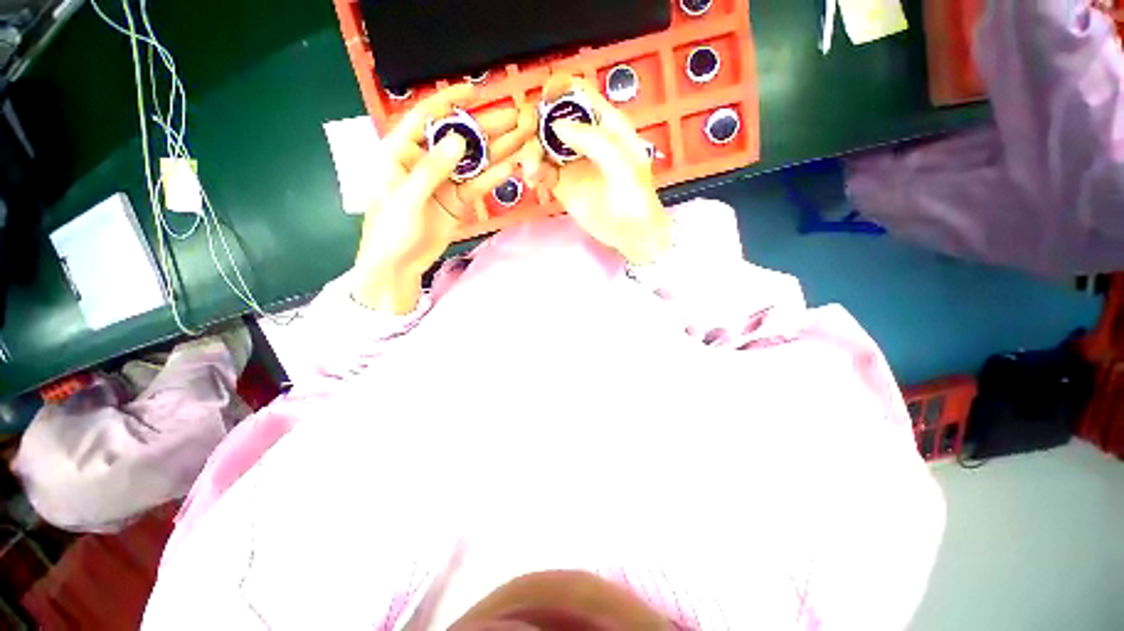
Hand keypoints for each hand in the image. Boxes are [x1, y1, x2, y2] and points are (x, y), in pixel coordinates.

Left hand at [354, 84, 535, 312]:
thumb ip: (431, 170)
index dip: (448, 101)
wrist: (399, 265)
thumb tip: (458, 140)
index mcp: (401, 151)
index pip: (424, 117)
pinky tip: (510, 169)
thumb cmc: (390, 230)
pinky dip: (492, 179)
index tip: (474, 90)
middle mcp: (425, 161)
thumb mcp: (406, 198)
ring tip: (522, 138)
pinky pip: (477, 186)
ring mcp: (445, 182)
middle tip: (514, 117)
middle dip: (485, 126)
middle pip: (458, 138)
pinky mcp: (458, 201)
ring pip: (473, 161)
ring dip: (496, 150)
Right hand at [522, 75, 670, 265]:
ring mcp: (572, 161)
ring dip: (530, 154)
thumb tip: (556, 124)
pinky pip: (542, 170)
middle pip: (552, 117)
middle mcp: (585, 138)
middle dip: (534, 126)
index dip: (557, 89)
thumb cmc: (635, 199)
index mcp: (605, 124)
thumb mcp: (622, 166)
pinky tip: (535, 185)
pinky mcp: (562, 184)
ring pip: (541, 144)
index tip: (540, 101)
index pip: (578, 93)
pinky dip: (534, 174)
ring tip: (533, 175)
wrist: (631, 235)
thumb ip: (593, 141)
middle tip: (529, 147)